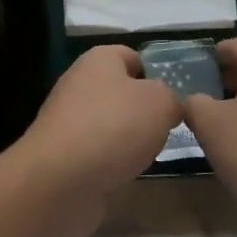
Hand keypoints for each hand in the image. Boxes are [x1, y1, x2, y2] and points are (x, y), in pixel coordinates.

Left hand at [14, 45, 182, 206]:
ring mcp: (67, 120)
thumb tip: (168, 105)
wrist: (60, 180)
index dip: (156, 73)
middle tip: (168, 129)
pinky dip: (112, 162)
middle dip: (144, 110)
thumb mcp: (160, 103)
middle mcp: (79, 83)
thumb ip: (171, 98)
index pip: (132, 56)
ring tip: (150, 155)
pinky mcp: (62, 155)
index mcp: (99, 59)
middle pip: (121, 91)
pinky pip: (97, 152)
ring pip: (109, 123)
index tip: (176, 98)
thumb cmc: (114, 127)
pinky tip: (125, 175)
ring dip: (129, 139)